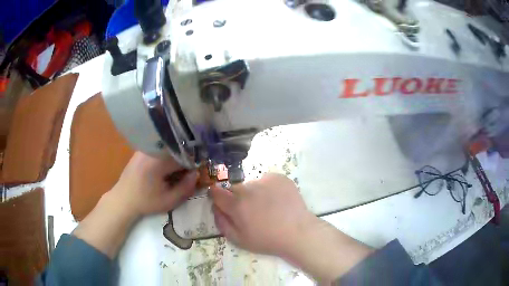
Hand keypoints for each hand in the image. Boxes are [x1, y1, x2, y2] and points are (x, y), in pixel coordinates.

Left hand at [110, 152, 197, 216]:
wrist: (123, 199)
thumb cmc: (146, 202)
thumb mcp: (169, 201)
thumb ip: (185, 188)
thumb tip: (196, 174)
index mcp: (158, 161)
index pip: (183, 156)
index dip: (191, 165)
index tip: (193, 174)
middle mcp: (151, 149)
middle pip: (175, 150)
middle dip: (182, 161)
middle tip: (184, 175)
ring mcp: (145, 148)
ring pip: (167, 149)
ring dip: (173, 158)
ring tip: (173, 173)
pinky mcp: (141, 150)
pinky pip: (158, 149)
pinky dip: (164, 157)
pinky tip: (162, 170)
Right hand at [210, 173, 372, 282]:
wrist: (298, 232)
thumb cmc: (267, 240)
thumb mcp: (238, 240)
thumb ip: (221, 222)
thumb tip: (215, 207)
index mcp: (236, 204)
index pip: (216, 192)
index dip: (217, 196)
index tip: (223, 202)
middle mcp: (248, 188)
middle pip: (234, 188)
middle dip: (237, 197)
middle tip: (251, 211)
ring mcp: (265, 180)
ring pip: (251, 184)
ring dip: (254, 193)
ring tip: (268, 206)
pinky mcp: (279, 177)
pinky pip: (266, 180)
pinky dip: (268, 188)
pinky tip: (277, 200)